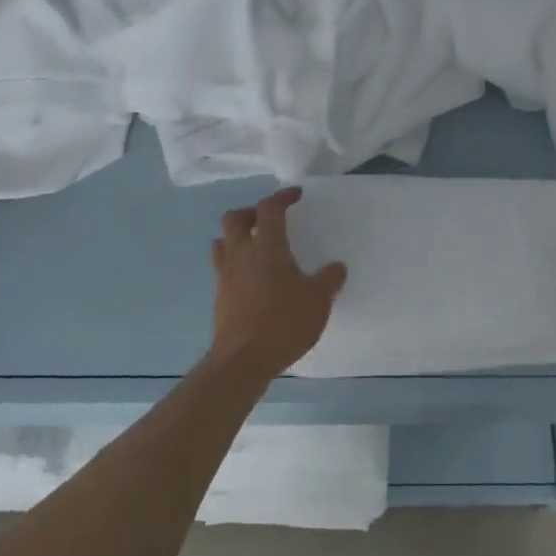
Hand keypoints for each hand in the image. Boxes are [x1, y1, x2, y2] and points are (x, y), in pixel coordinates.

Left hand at [208, 187, 346, 377]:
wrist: (243, 360)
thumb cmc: (283, 321)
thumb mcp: (318, 300)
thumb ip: (329, 279)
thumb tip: (336, 267)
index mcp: (267, 247)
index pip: (269, 209)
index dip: (282, 197)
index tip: (295, 195)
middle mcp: (241, 254)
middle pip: (234, 219)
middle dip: (251, 213)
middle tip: (268, 220)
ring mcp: (225, 276)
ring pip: (222, 243)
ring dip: (236, 238)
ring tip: (255, 247)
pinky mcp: (219, 297)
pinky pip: (222, 268)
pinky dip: (235, 264)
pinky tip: (252, 280)